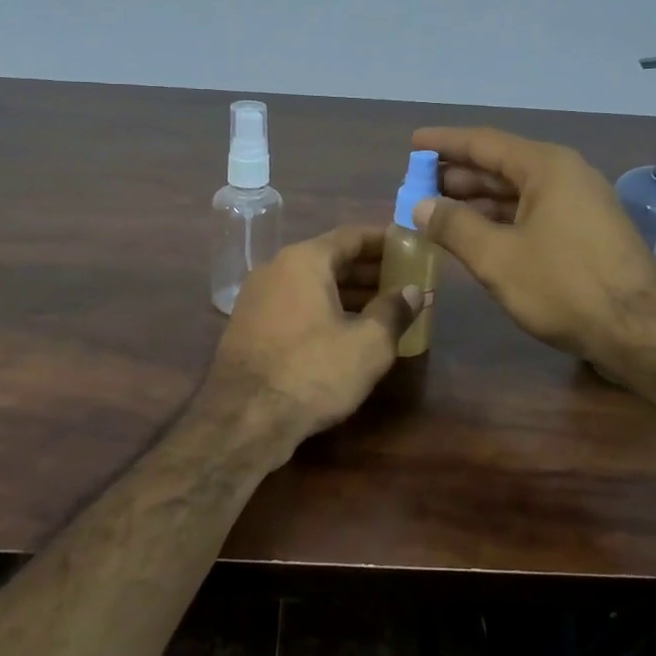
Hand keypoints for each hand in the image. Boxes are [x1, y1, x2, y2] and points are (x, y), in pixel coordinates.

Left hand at [211, 225, 425, 449]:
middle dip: (368, 270)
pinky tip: (345, 331)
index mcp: (304, 260)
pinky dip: (323, 308)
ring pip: (311, 284)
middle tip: (402, 281)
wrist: (243, 420)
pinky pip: (294, 304)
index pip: (351, 236)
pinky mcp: (248, 325)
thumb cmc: (313, 372)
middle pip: (330, 259)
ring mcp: (256, 297)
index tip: (409, 246)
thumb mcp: (367, 345)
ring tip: (382, 308)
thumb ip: (393, 311)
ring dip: (346, 292)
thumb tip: (412, 291)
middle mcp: (276, 268)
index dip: (384, 240)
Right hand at [409, 126, 655, 375]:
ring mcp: (580, 203)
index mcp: (545, 167)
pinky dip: (501, 218)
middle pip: (501, 165)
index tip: (413, 144)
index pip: (483, 142)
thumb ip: (454, 226)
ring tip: (438, 209)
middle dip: (457, 175)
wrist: (641, 331)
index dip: (444, 143)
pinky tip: (477, 234)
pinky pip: (533, 211)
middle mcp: (565, 174)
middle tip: (417, 184)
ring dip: (477, 200)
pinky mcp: (586, 231)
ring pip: (517, 192)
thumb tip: (420, 205)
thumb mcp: (498, 257)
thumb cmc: (564, 286)